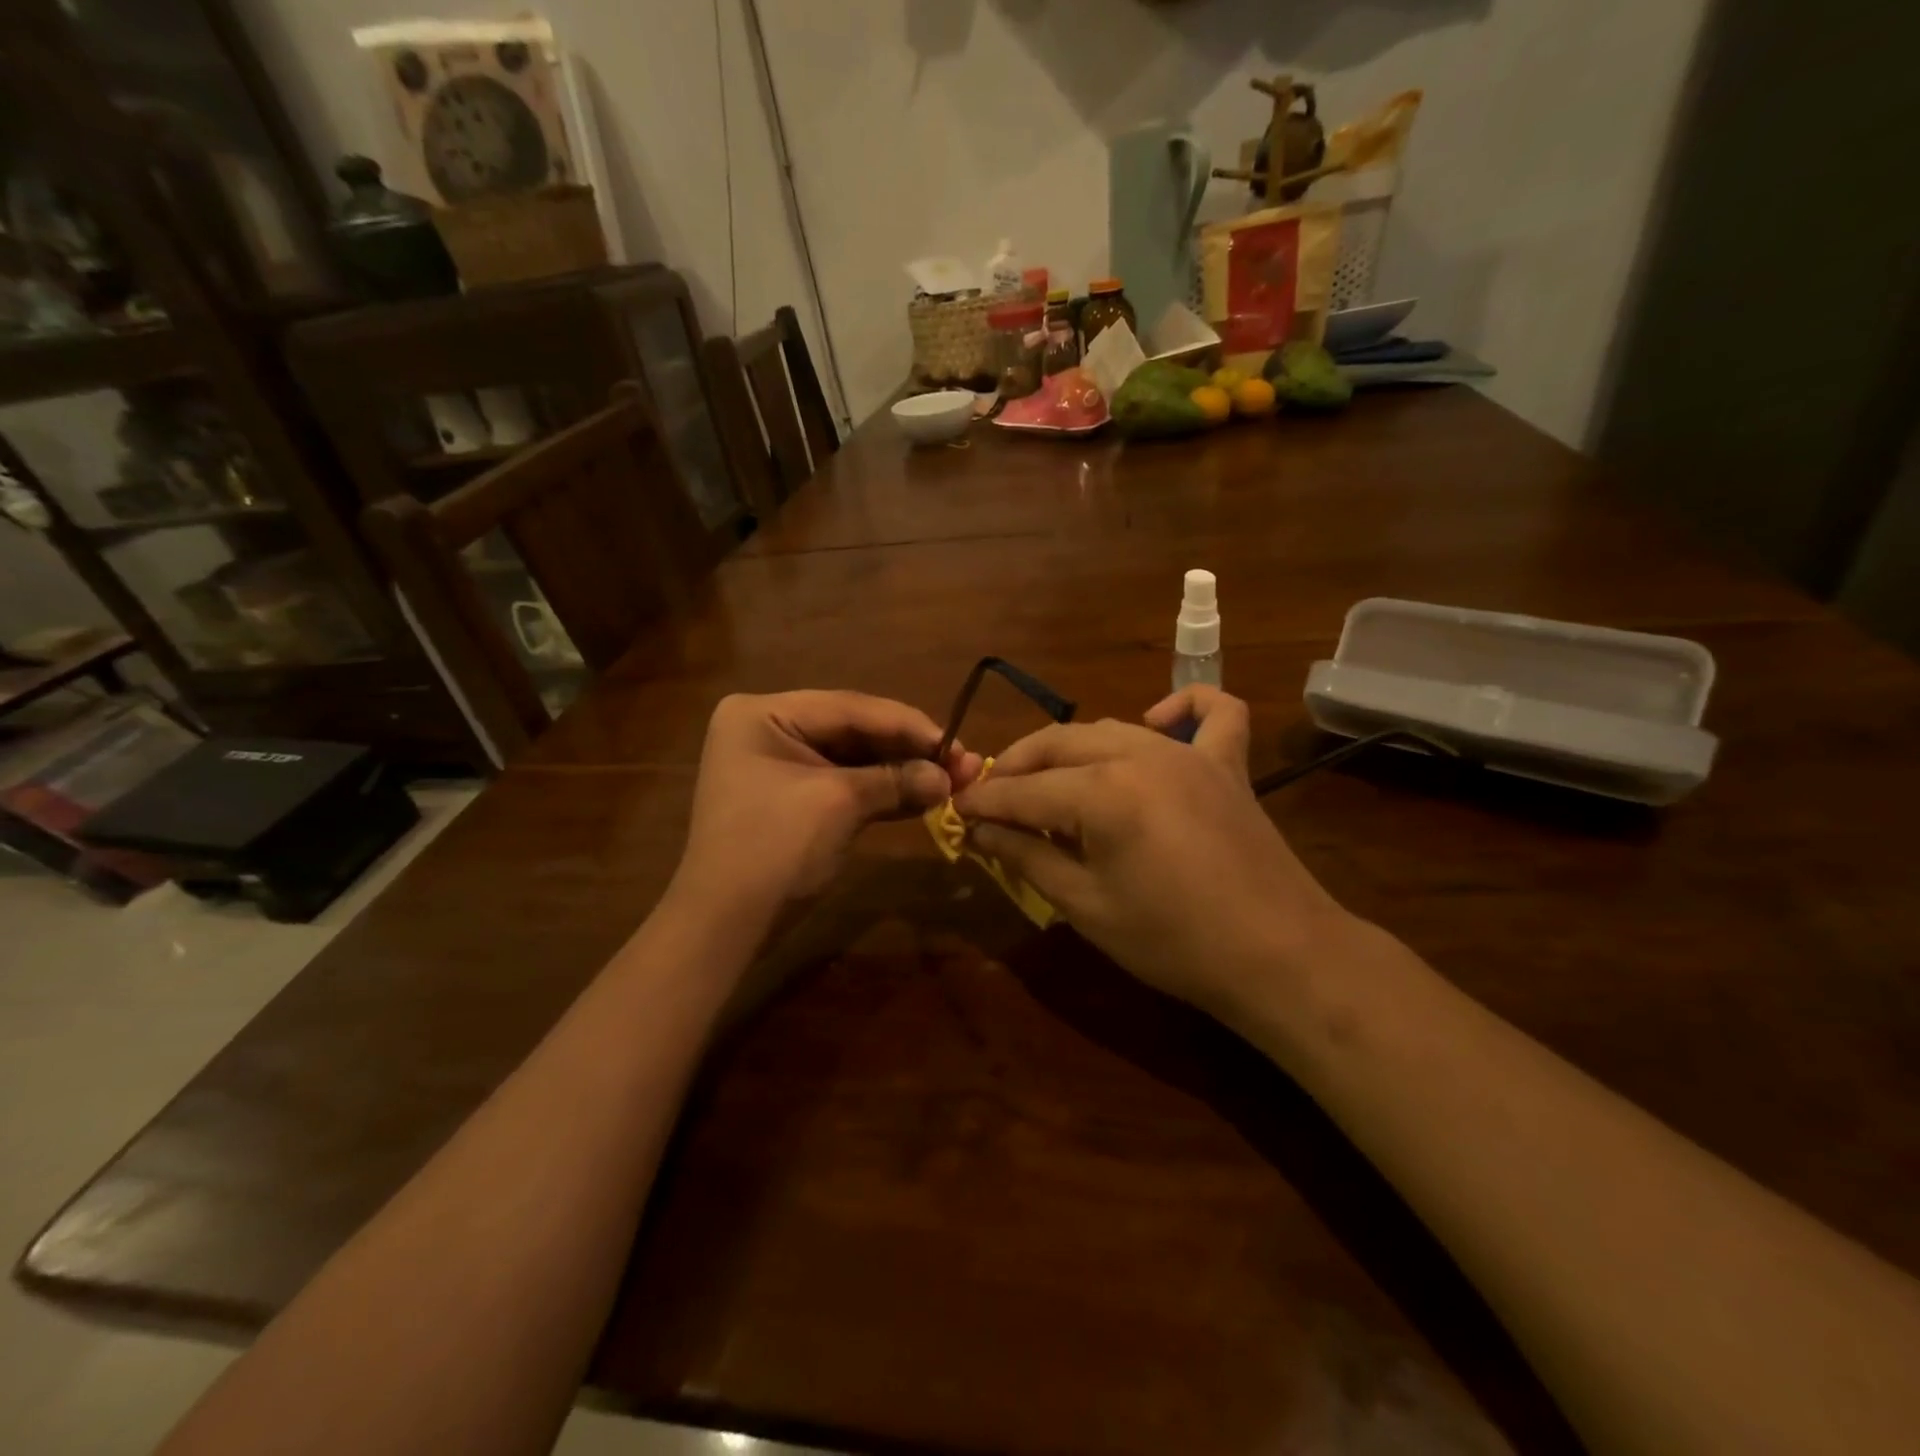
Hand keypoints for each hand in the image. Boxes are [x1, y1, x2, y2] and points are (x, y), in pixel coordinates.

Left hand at [671, 690, 982, 916]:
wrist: (726, 926)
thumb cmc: (774, 849)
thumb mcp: (839, 805)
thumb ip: (896, 781)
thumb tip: (949, 777)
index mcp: (764, 713)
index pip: (850, 708)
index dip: (907, 724)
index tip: (956, 743)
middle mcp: (770, 729)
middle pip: (854, 730)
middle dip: (908, 750)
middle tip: (962, 762)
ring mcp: (781, 765)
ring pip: (855, 759)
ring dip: (902, 772)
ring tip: (953, 780)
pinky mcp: (795, 798)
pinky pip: (846, 784)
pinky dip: (883, 792)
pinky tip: (923, 797)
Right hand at [954, 686, 1352, 1020]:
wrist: (1278, 956)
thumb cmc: (1173, 943)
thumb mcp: (1086, 906)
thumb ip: (1027, 857)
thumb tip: (981, 830)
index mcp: (1102, 793)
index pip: (1023, 790)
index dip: (984, 801)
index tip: (956, 810)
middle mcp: (1139, 753)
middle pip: (1057, 744)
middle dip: (1017, 767)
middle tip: (993, 799)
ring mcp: (1188, 752)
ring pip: (1110, 728)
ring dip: (1070, 749)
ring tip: (1049, 783)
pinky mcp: (1226, 763)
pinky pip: (1210, 713)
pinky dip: (1181, 707)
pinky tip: (1155, 724)